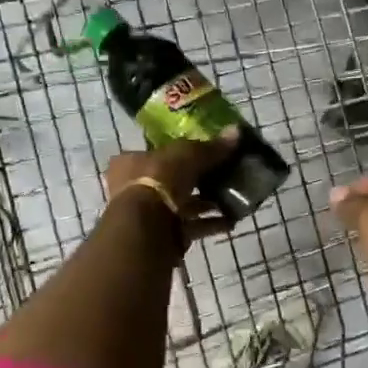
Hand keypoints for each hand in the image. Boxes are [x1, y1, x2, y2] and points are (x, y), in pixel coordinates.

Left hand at [105, 130, 238, 245]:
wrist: (148, 228)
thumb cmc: (160, 179)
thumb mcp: (188, 154)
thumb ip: (211, 147)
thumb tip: (236, 131)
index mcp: (131, 163)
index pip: (156, 153)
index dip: (180, 152)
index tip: (204, 153)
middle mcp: (135, 188)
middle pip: (171, 180)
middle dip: (197, 180)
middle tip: (223, 175)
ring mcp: (149, 215)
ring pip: (182, 205)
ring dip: (207, 203)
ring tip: (234, 198)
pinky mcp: (164, 236)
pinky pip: (192, 226)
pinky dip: (211, 223)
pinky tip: (232, 220)